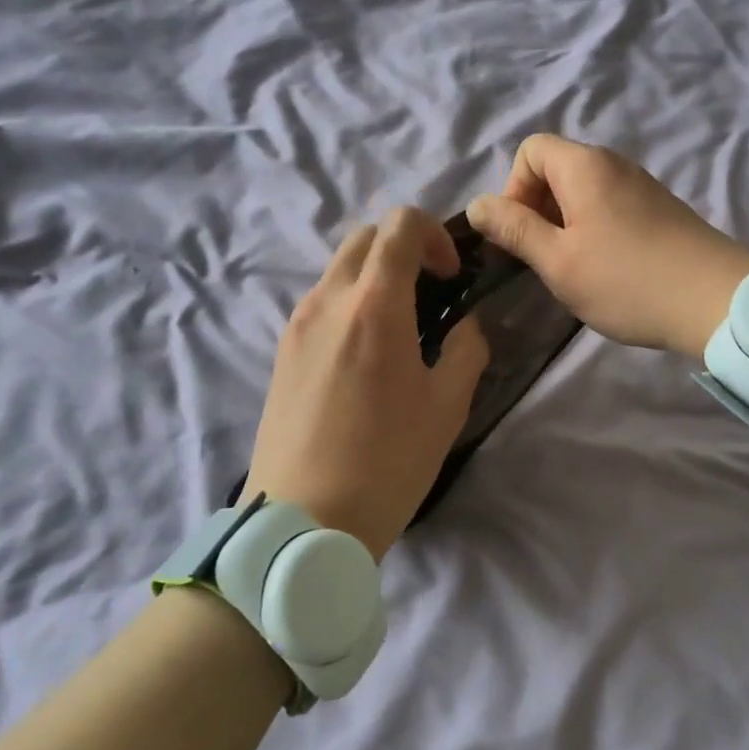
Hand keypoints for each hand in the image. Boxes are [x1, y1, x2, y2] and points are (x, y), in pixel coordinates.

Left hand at [242, 208, 488, 558]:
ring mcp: (298, 324)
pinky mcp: (282, 350)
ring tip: (400, 325)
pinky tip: (366, 353)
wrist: (301, 524)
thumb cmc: (385, 463)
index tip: (452, 276)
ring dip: (375, 275)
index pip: (400, 226)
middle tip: (430, 290)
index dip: (435, 235)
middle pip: (365, 236)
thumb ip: (465, 350)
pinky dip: (351, 301)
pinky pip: (321, 301)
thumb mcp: (446, 408)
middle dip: (404, 246)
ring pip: (339, 267)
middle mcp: (328, 300)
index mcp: (374, 305)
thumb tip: (466, 325)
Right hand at [467, 134, 748, 360]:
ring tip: (574, 268)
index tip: (522, 234)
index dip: (513, 188)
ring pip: (583, 190)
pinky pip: (610, 205)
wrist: (718, 301)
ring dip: (565, 223)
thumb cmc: (627, 281)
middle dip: (537, 208)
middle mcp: (614, 163)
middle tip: (543, 257)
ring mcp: (641, 185)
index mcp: (584, 166)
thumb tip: (477, 205)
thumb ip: (514, 229)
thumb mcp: (558, 261)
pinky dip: (594, 228)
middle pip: (556, 168)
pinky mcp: (660, 208)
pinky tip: (607, 269)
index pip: (530, 150)